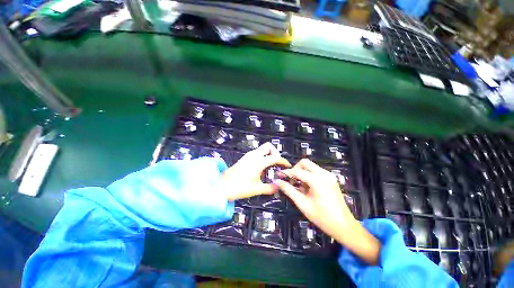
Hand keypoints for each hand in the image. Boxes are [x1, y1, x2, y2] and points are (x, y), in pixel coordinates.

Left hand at [222, 142, 290, 200]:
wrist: (221, 186)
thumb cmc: (238, 187)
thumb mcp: (256, 189)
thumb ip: (270, 188)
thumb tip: (279, 186)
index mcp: (258, 162)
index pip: (275, 157)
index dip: (283, 161)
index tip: (287, 166)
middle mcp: (254, 155)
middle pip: (269, 146)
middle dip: (275, 153)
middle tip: (277, 164)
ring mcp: (248, 155)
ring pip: (263, 149)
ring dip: (269, 154)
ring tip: (271, 166)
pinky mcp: (245, 158)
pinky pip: (258, 153)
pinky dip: (263, 156)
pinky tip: (263, 167)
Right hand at [276, 159, 380, 264]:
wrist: (344, 226)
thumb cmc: (322, 217)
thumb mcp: (302, 204)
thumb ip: (289, 190)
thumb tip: (278, 181)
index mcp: (317, 181)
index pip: (297, 171)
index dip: (286, 172)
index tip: (279, 175)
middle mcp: (324, 174)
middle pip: (305, 163)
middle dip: (295, 169)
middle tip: (291, 180)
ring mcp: (329, 175)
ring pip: (310, 166)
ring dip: (302, 172)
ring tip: (299, 186)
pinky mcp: (331, 178)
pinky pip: (316, 171)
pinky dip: (308, 175)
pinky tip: (307, 187)